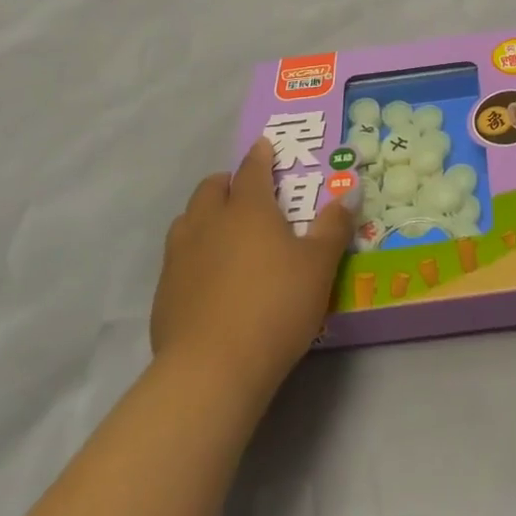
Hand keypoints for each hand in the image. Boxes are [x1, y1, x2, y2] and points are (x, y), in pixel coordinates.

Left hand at [151, 138, 354, 409]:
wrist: (211, 370)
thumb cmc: (275, 306)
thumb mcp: (319, 266)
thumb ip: (334, 226)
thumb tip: (351, 189)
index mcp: (248, 209)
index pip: (252, 169)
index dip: (260, 155)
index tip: (264, 145)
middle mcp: (209, 222)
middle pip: (211, 188)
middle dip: (228, 182)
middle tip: (246, 190)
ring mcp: (180, 256)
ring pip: (188, 219)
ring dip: (205, 214)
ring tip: (223, 229)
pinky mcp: (164, 292)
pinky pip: (177, 256)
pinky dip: (193, 252)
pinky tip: (208, 276)